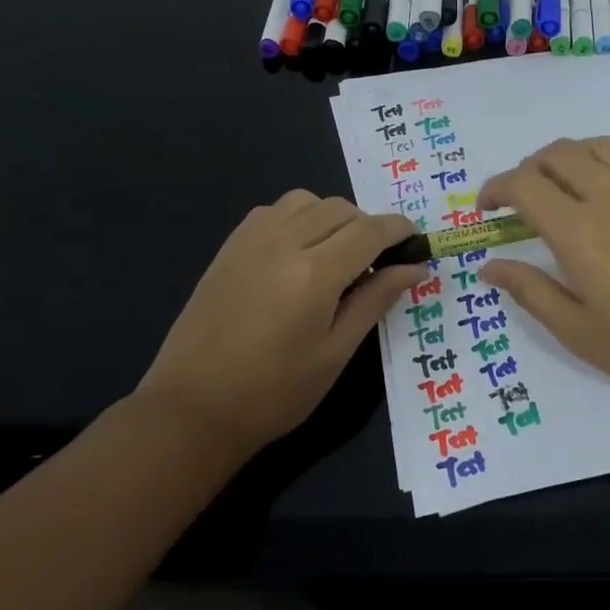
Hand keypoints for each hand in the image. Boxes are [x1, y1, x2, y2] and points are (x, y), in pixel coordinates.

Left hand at [134, 191, 427, 458]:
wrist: (193, 408)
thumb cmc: (275, 392)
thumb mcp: (336, 352)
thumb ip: (375, 300)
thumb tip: (415, 268)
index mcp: (314, 273)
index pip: (371, 230)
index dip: (400, 231)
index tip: (417, 243)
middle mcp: (283, 242)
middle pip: (341, 208)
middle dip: (368, 227)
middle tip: (377, 264)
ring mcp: (250, 240)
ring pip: (306, 200)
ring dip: (332, 218)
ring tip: (336, 256)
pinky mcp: (230, 247)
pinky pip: (274, 210)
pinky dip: (299, 218)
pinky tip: (298, 254)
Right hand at [475, 109, 609, 404]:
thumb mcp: (579, 333)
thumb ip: (531, 292)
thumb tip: (489, 266)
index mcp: (578, 232)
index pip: (524, 185)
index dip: (497, 188)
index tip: (487, 208)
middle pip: (560, 156)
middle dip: (530, 168)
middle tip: (524, 197)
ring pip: (605, 147)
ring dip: (575, 151)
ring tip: (566, 173)